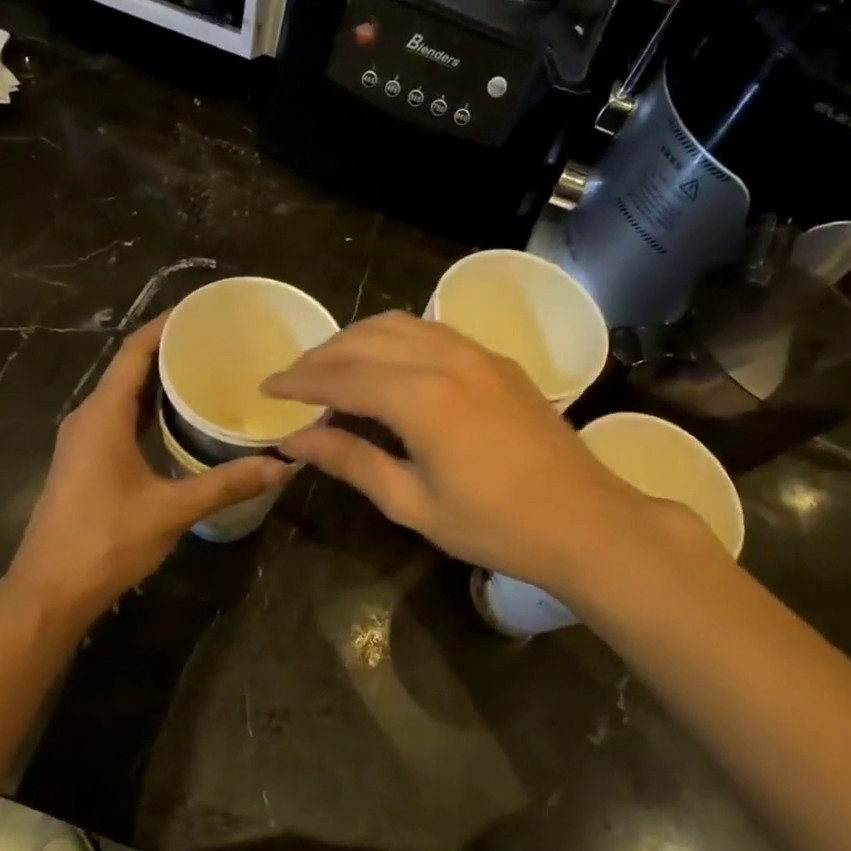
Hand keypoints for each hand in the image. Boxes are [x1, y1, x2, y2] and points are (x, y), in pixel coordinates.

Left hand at [5, 316, 296, 627]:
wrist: (49, 590)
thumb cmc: (105, 541)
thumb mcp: (172, 510)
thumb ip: (227, 484)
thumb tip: (283, 467)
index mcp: (103, 415)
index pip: (134, 351)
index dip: (166, 325)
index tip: (203, 311)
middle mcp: (89, 418)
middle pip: (130, 368)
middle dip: (171, 350)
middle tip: (219, 342)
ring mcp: (84, 441)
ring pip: (125, 396)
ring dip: (160, 382)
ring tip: (207, 373)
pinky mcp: (86, 462)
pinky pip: (121, 419)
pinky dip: (150, 410)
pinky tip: (181, 421)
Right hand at [264, 313, 699, 600]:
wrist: (584, 521)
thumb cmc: (494, 525)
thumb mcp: (411, 502)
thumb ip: (350, 460)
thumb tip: (295, 440)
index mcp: (420, 397)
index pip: (340, 376)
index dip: (298, 381)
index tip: (266, 387)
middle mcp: (444, 358)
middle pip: (364, 340)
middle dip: (320, 356)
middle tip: (292, 381)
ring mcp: (476, 353)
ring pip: (398, 325)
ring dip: (355, 340)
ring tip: (330, 367)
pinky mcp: (496, 360)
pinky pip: (430, 331)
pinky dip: (393, 339)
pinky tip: (384, 364)